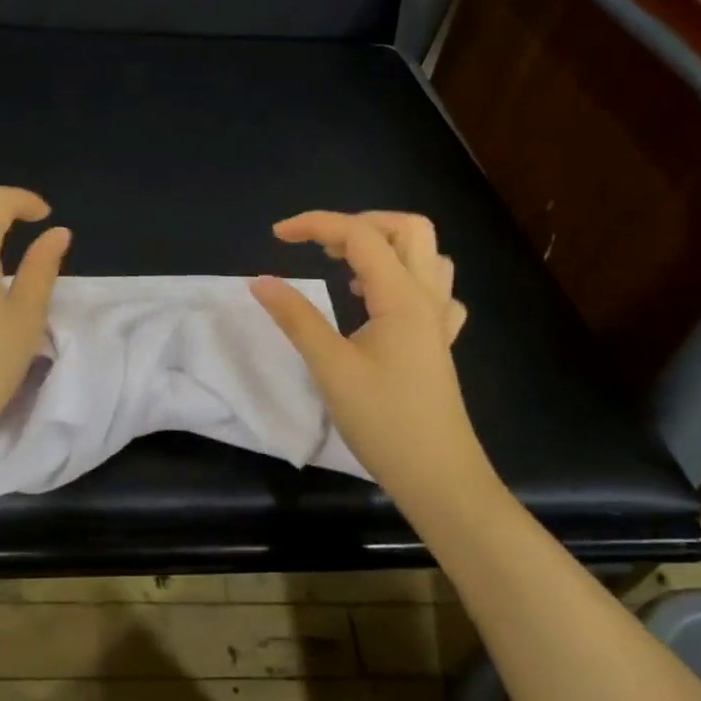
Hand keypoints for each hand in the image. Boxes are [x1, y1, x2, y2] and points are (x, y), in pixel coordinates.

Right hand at [251, 211, 495, 492]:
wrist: (439, 478)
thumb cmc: (384, 421)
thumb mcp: (331, 368)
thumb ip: (296, 318)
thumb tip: (260, 281)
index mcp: (402, 297)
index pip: (360, 235)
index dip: (315, 224)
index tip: (276, 235)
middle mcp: (427, 298)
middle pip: (408, 229)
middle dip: (360, 223)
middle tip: (320, 246)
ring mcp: (438, 321)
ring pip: (426, 256)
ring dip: (386, 248)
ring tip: (346, 270)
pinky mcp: (437, 343)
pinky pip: (433, 291)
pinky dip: (403, 280)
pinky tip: (378, 303)